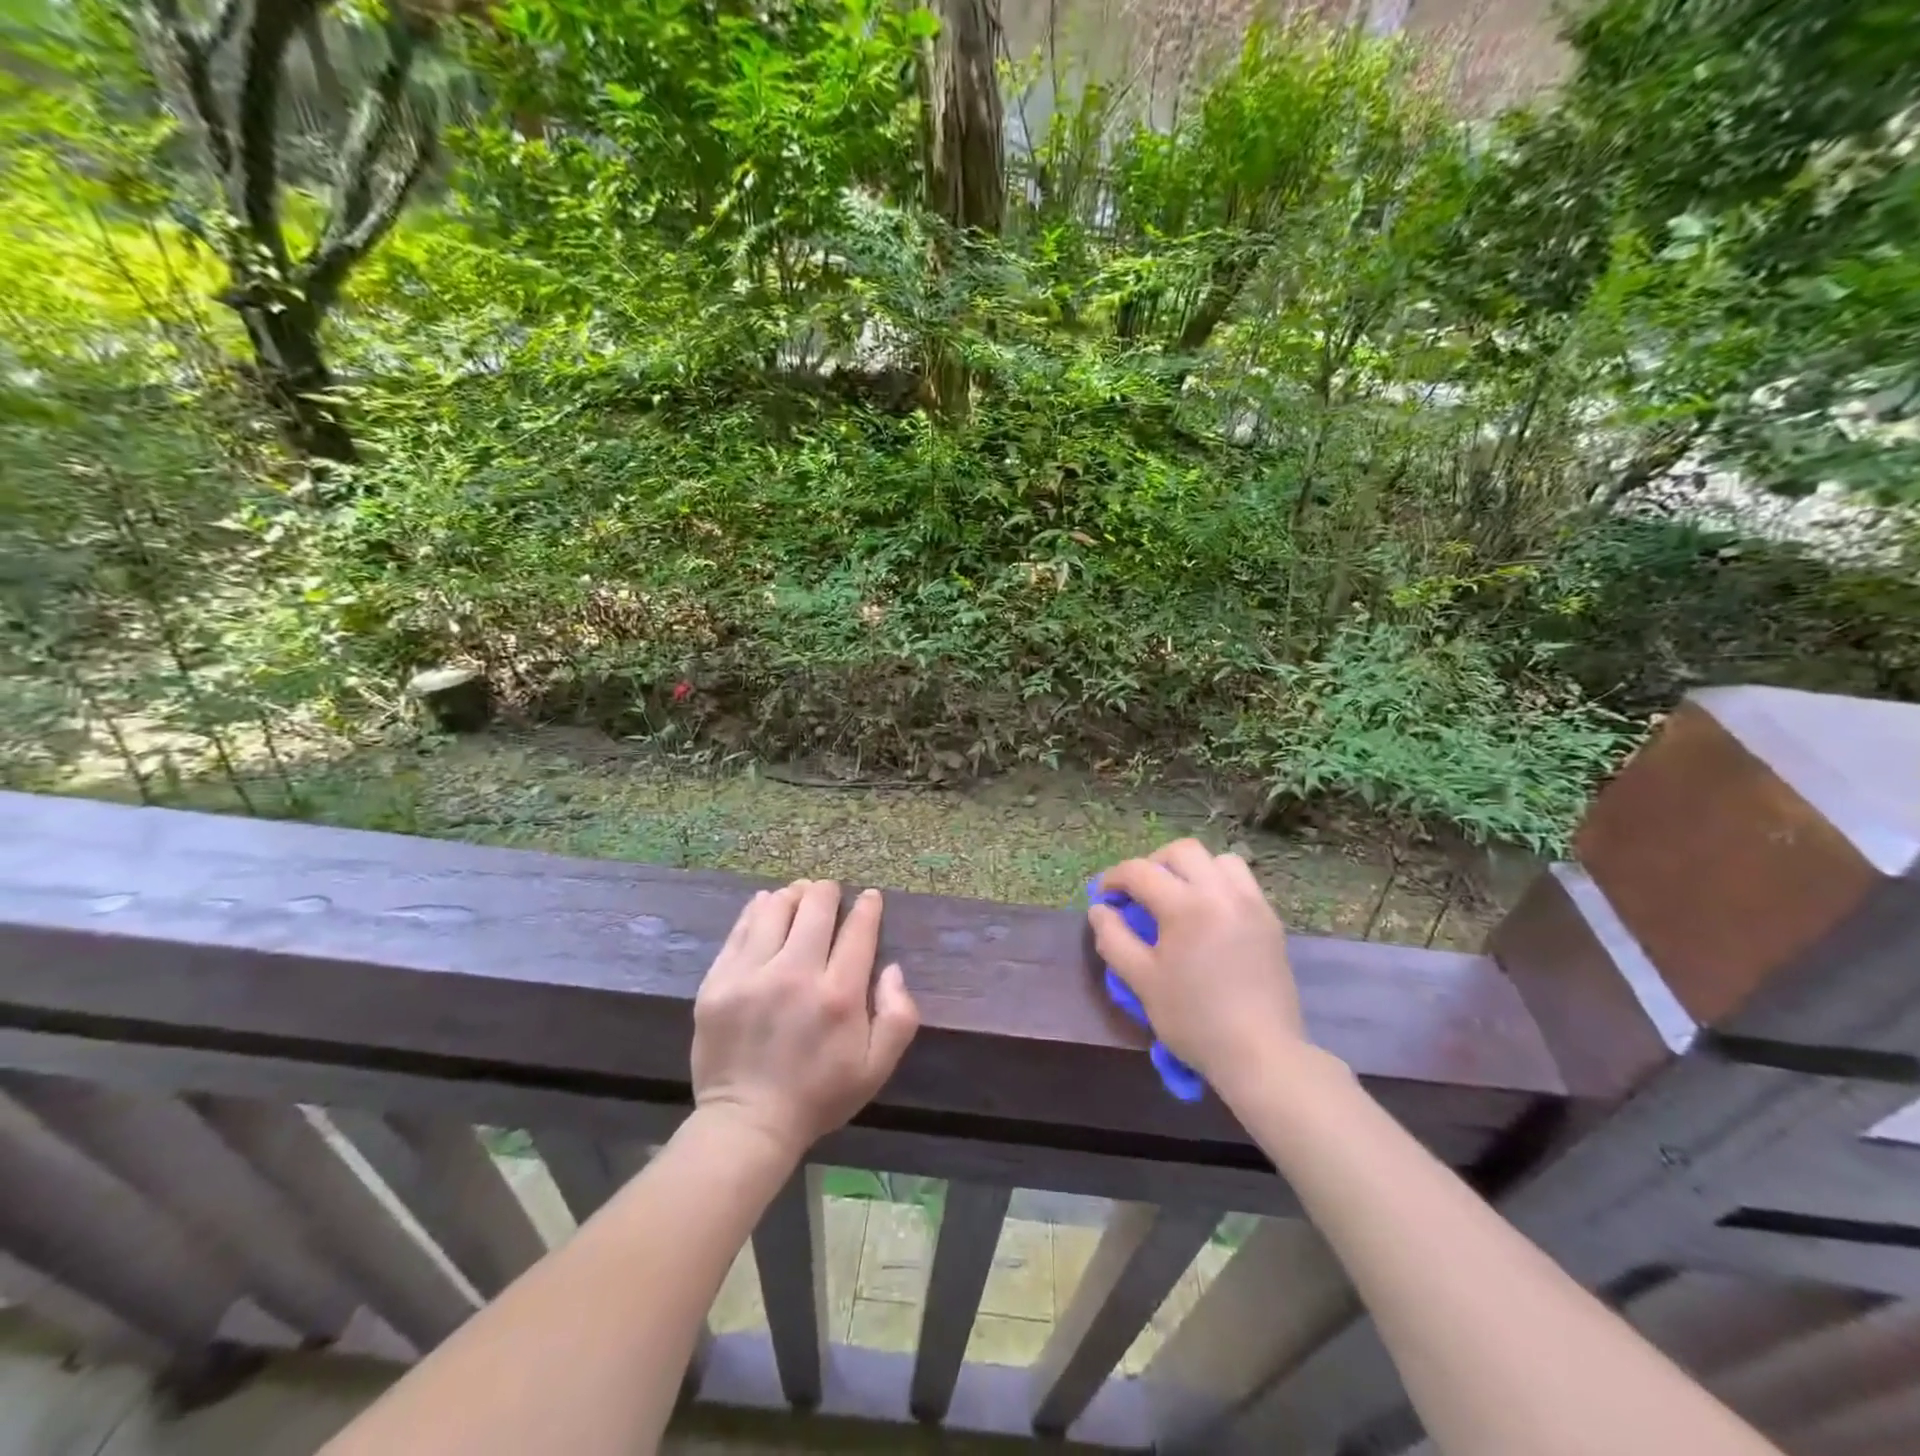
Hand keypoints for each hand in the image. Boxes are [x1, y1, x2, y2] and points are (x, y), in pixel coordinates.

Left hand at [691, 880, 919, 1160]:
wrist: (747, 1124)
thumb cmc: (819, 1095)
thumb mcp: (877, 1068)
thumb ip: (899, 1015)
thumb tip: (892, 968)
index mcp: (839, 995)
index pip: (858, 930)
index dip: (867, 907)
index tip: (870, 898)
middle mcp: (795, 975)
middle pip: (815, 907)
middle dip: (827, 893)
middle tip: (829, 893)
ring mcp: (751, 976)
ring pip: (774, 909)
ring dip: (792, 896)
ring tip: (797, 896)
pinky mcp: (718, 982)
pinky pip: (740, 930)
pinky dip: (757, 911)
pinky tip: (766, 907)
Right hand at [1089, 839, 1312, 1099]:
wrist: (1260, 1053)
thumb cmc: (1193, 1019)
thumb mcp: (1141, 981)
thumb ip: (1114, 938)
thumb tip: (1100, 910)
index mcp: (1186, 906)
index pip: (1141, 871)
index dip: (1114, 878)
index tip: (1103, 896)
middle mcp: (1221, 893)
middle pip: (1182, 851)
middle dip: (1153, 863)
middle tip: (1140, 892)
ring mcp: (1251, 904)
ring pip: (1218, 860)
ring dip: (1192, 869)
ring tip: (1178, 897)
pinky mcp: (1270, 920)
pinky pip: (1241, 882)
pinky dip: (1218, 884)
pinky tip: (1208, 915)